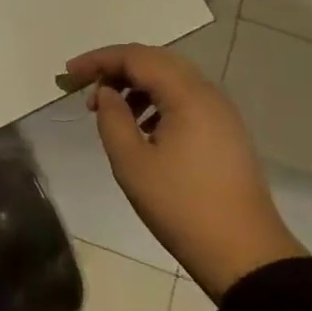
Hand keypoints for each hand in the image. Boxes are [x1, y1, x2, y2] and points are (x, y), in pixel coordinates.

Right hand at [63, 44, 306, 300]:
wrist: (244, 252)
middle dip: (116, 68)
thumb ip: (111, 118)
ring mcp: (222, 113)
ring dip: (136, 85)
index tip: (67, 75)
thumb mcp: (131, 162)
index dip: (98, 60)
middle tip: (84, 88)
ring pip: (173, 80)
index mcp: (187, 95)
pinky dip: (157, 101)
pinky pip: (186, 100)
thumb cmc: (181, 205)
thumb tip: (106, 93)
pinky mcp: (226, 132)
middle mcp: (209, 94)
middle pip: (156, 61)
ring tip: (109, 110)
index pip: (136, 57)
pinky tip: (140, 127)